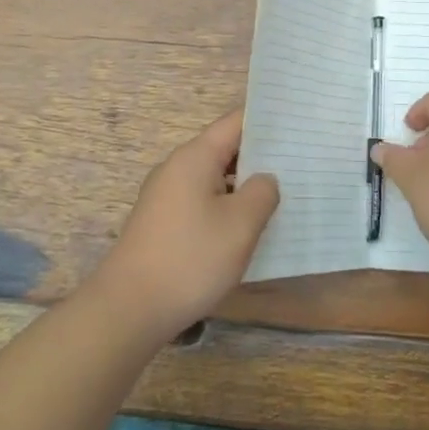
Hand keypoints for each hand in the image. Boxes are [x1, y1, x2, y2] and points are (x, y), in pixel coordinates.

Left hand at [93, 110, 278, 341]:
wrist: (129, 308)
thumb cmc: (191, 258)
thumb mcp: (241, 225)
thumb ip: (262, 192)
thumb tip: (264, 179)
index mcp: (195, 157)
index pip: (235, 122)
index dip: (267, 121)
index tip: (298, 126)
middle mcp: (177, 167)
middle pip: (224, 148)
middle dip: (260, 156)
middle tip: (300, 164)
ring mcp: (166, 195)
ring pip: (214, 177)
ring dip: (243, 185)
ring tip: (281, 196)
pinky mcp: (162, 221)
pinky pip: (201, 200)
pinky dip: (225, 206)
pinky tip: (246, 227)